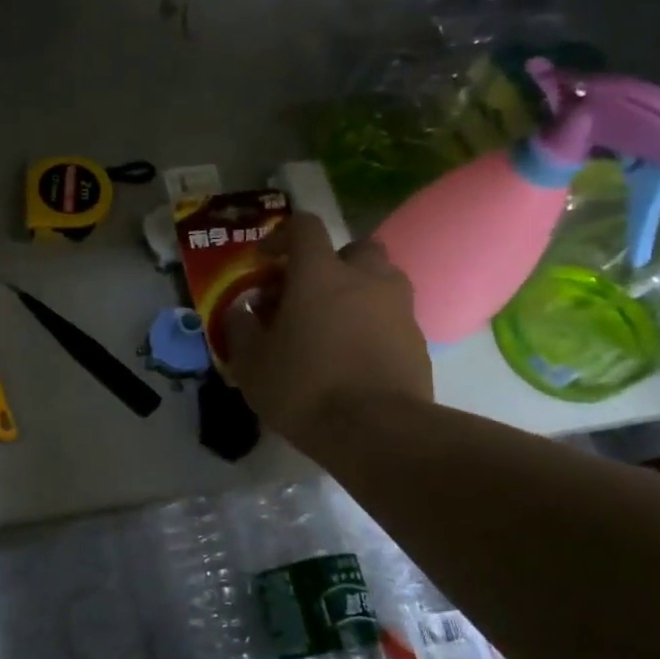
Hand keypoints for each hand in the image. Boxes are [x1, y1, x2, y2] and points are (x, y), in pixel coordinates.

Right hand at [224, 214, 432, 439]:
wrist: (376, 431)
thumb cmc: (303, 387)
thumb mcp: (251, 362)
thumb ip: (241, 328)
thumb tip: (242, 310)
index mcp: (320, 274)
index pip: (304, 227)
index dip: (282, 236)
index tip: (265, 260)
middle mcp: (366, 279)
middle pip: (354, 248)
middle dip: (330, 262)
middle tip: (307, 292)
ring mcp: (399, 308)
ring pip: (380, 280)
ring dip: (357, 290)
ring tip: (334, 323)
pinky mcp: (418, 340)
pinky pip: (393, 316)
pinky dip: (374, 324)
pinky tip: (354, 355)